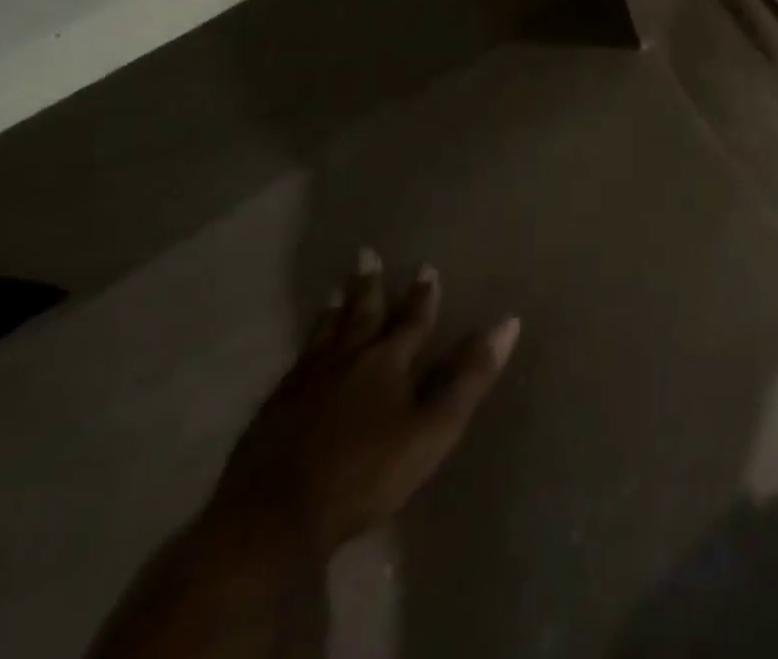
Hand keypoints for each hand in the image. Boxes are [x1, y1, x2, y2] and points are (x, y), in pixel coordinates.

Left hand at [211, 250, 519, 552]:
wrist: (269, 522)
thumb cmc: (364, 475)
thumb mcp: (432, 429)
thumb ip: (469, 376)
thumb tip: (508, 322)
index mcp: (387, 362)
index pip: (411, 320)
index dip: (422, 295)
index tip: (426, 267)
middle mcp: (346, 360)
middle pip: (361, 315)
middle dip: (370, 286)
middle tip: (367, 255)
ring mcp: (304, 384)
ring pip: (324, 335)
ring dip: (334, 311)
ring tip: (335, 290)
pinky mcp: (272, 411)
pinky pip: (295, 364)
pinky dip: (305, 347)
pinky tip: (302, 352)